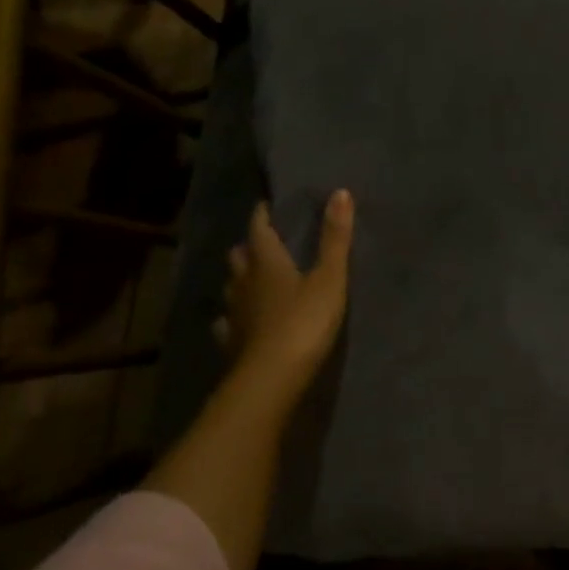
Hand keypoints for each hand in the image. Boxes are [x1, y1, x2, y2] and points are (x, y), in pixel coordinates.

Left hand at [213, 190, 354, 406]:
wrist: (272, 377)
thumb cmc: (304, 322)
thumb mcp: (330, 278)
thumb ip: (335, 238)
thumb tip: (340, 192)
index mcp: (266, 262)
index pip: (259, 230)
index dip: (262, 216)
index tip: (266, 205)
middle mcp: (244, 282)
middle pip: (239, 256)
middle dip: (249, 246)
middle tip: (262, 242)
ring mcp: (234, 313)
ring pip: (231, 287)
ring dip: (240, 278)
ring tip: (252, 277)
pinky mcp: (232, 341)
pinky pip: (228, 321)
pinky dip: (233, 315)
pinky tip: (237, 320)